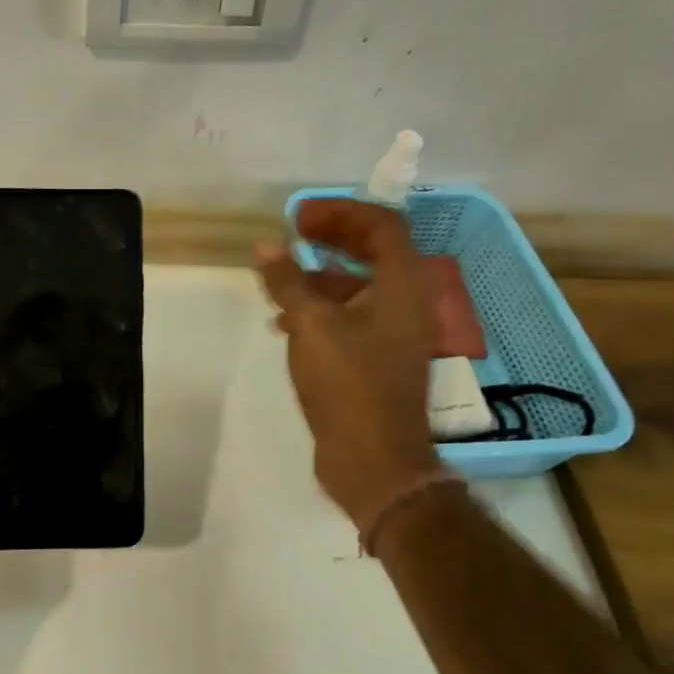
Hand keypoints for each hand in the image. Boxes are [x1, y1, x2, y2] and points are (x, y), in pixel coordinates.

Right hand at [256, 200, 441, 528]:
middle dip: (330, 239)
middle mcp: (405, 304)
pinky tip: (284, 324)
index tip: (298, 218)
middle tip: (291, 236)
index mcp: (402, 286)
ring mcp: (392, 335)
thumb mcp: (311, 326)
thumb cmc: (349, 385)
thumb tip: (267, 246)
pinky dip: (320, 311)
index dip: (340, 212)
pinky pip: (350, 319)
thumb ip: (288, 282)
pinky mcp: (375, 361)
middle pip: (372, 252)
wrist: (374, 460)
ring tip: (278, 282)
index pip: (381, 225)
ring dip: (319, 277)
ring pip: (358, 288)